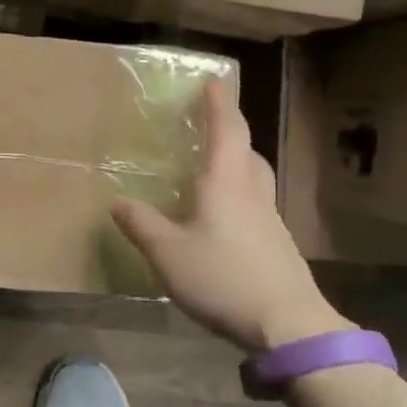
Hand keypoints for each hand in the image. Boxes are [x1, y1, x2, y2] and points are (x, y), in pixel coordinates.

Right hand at [112, 80, 347, 351]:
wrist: (288, 325)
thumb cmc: (223, 278)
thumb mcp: (168, 253)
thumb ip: (141, 224)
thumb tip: (118, 201)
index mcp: (225, 183)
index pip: (226, 130)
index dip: (218, 104)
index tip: (214, 81)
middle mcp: (251, 193)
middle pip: (247, 151)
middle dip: (230, 132)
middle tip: (209, 125)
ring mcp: (269, 220)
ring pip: (255, 178)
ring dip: (237, 163)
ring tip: (214, 169)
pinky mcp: (277, 245)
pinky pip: (256, 205)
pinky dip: (240, 196)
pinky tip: (223, 219)